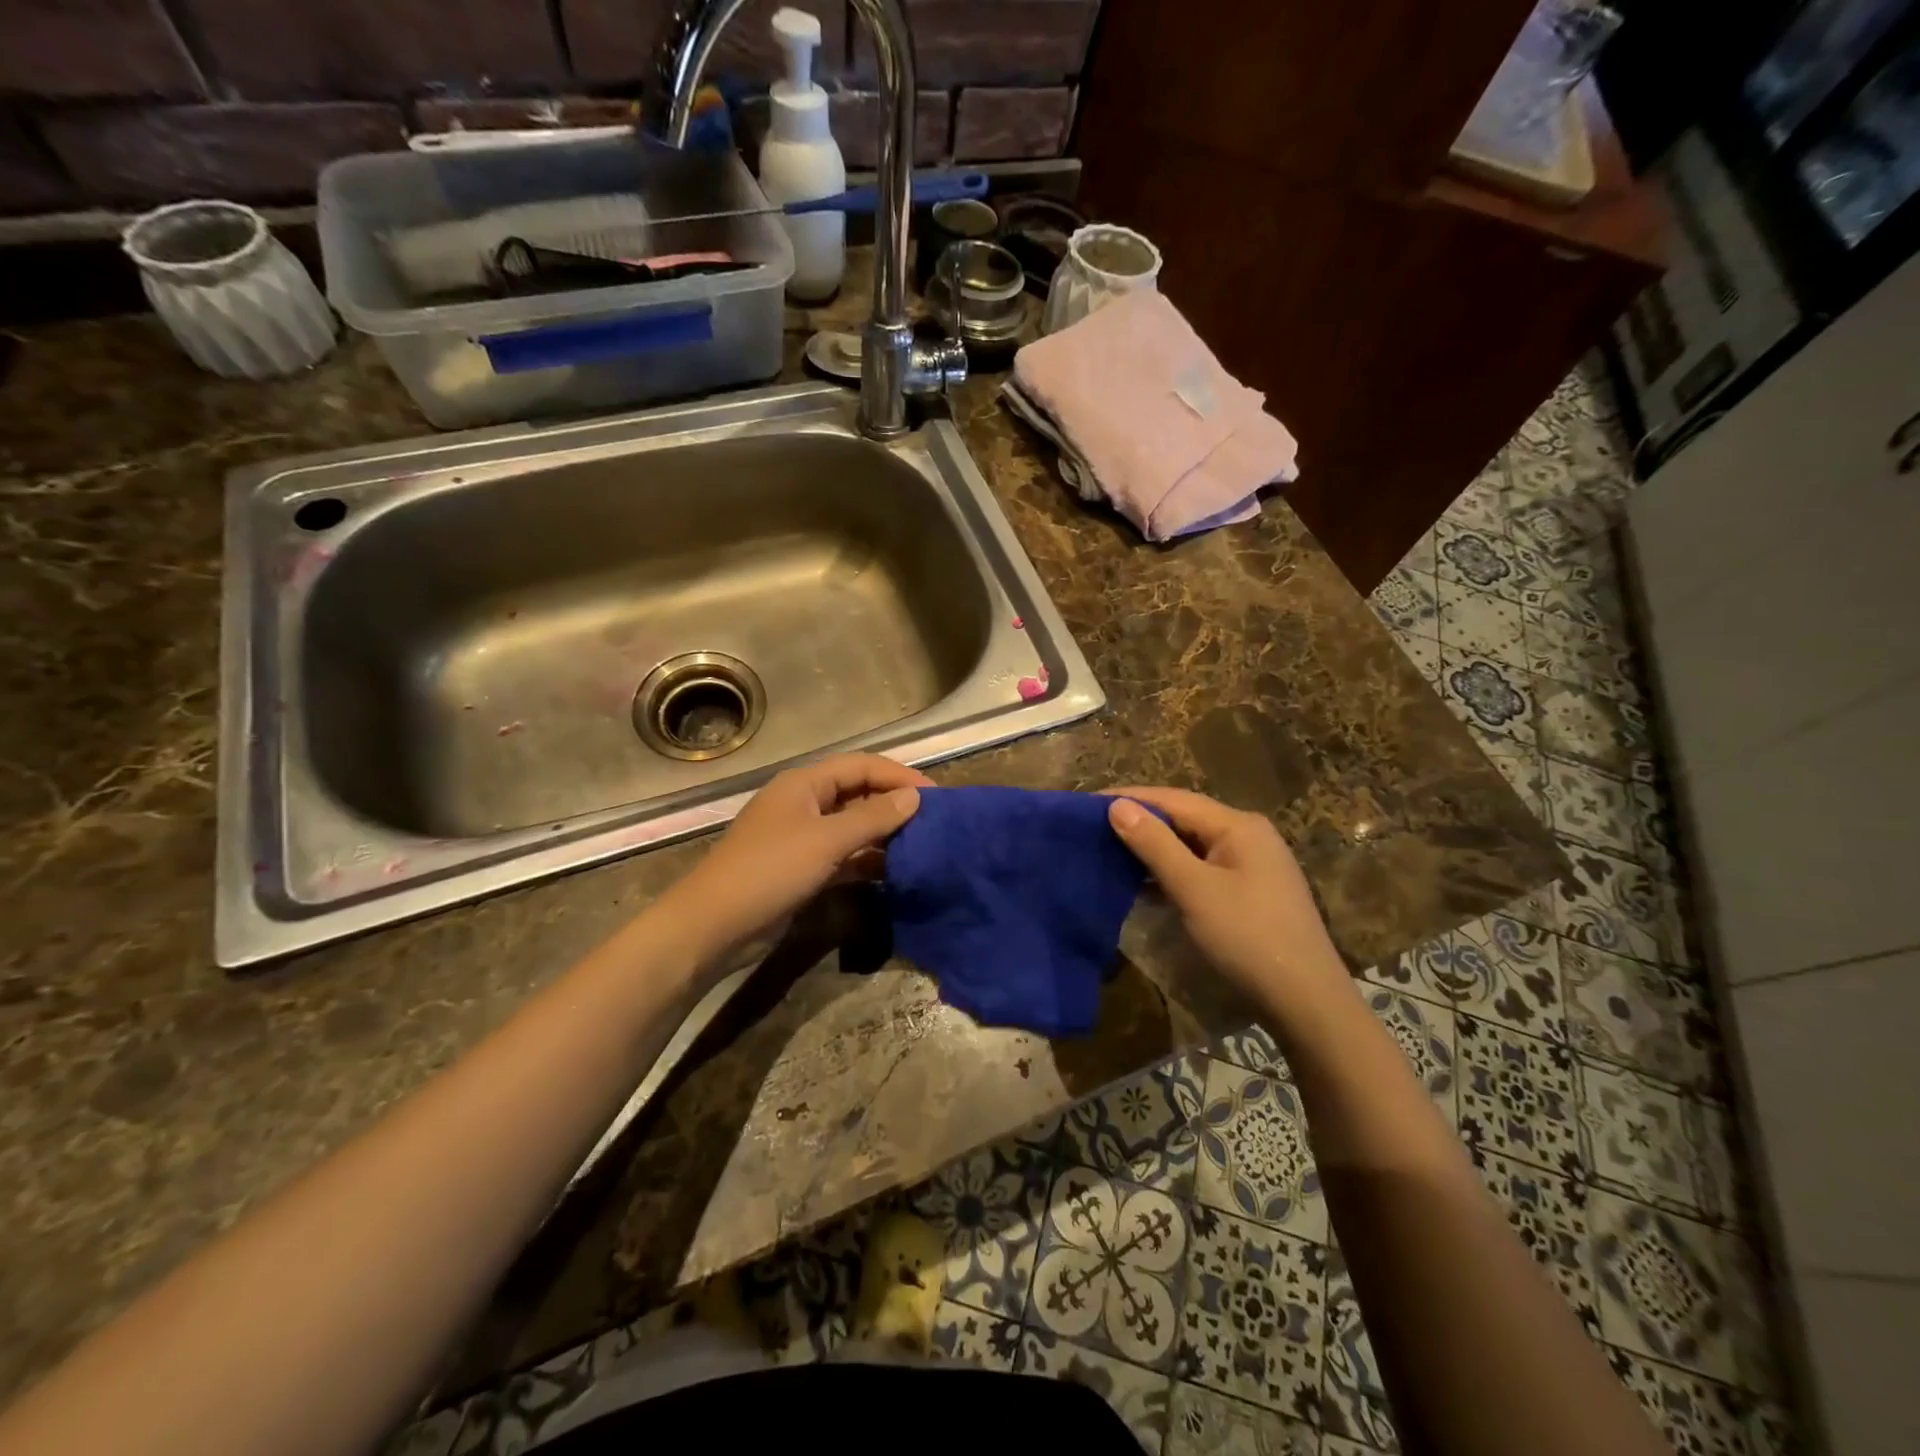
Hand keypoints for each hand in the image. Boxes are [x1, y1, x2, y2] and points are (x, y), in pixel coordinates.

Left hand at [664, 753, 929, 961]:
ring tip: (922, 845)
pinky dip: (868, 860)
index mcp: (805, 784)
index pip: (861, 766)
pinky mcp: (803, 868)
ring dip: (884, 833)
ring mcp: (802, 837)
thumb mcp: (826, 840)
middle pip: (858, 793)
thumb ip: (872, 818)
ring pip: (853, 826)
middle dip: (894, 803)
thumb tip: (914, 798)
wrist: (715, 926)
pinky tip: (894, 871)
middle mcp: (805, 803)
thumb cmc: (770, 871)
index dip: (899, 776)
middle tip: (934, 821)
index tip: (935, 795)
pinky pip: (844, 855)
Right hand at [1105, 787, 1351, 1012]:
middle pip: (1183, 819)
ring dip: (1152, 850)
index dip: (1129, 798)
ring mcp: (1250, 866)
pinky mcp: (1248, 893)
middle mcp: (1247, 836)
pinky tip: (1142, 886)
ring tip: (1108, 853)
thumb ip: (1154, 844)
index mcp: (1238, 826)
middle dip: (1139, 822)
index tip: (1086, 803)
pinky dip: (1171, 874)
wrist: (1306, 1001)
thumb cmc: (1247, 937)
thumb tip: (1117, 806)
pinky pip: (1200, 870)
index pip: (1173, 799)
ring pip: (1191, 846)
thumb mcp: (1194, 889)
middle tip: (1092, 828)